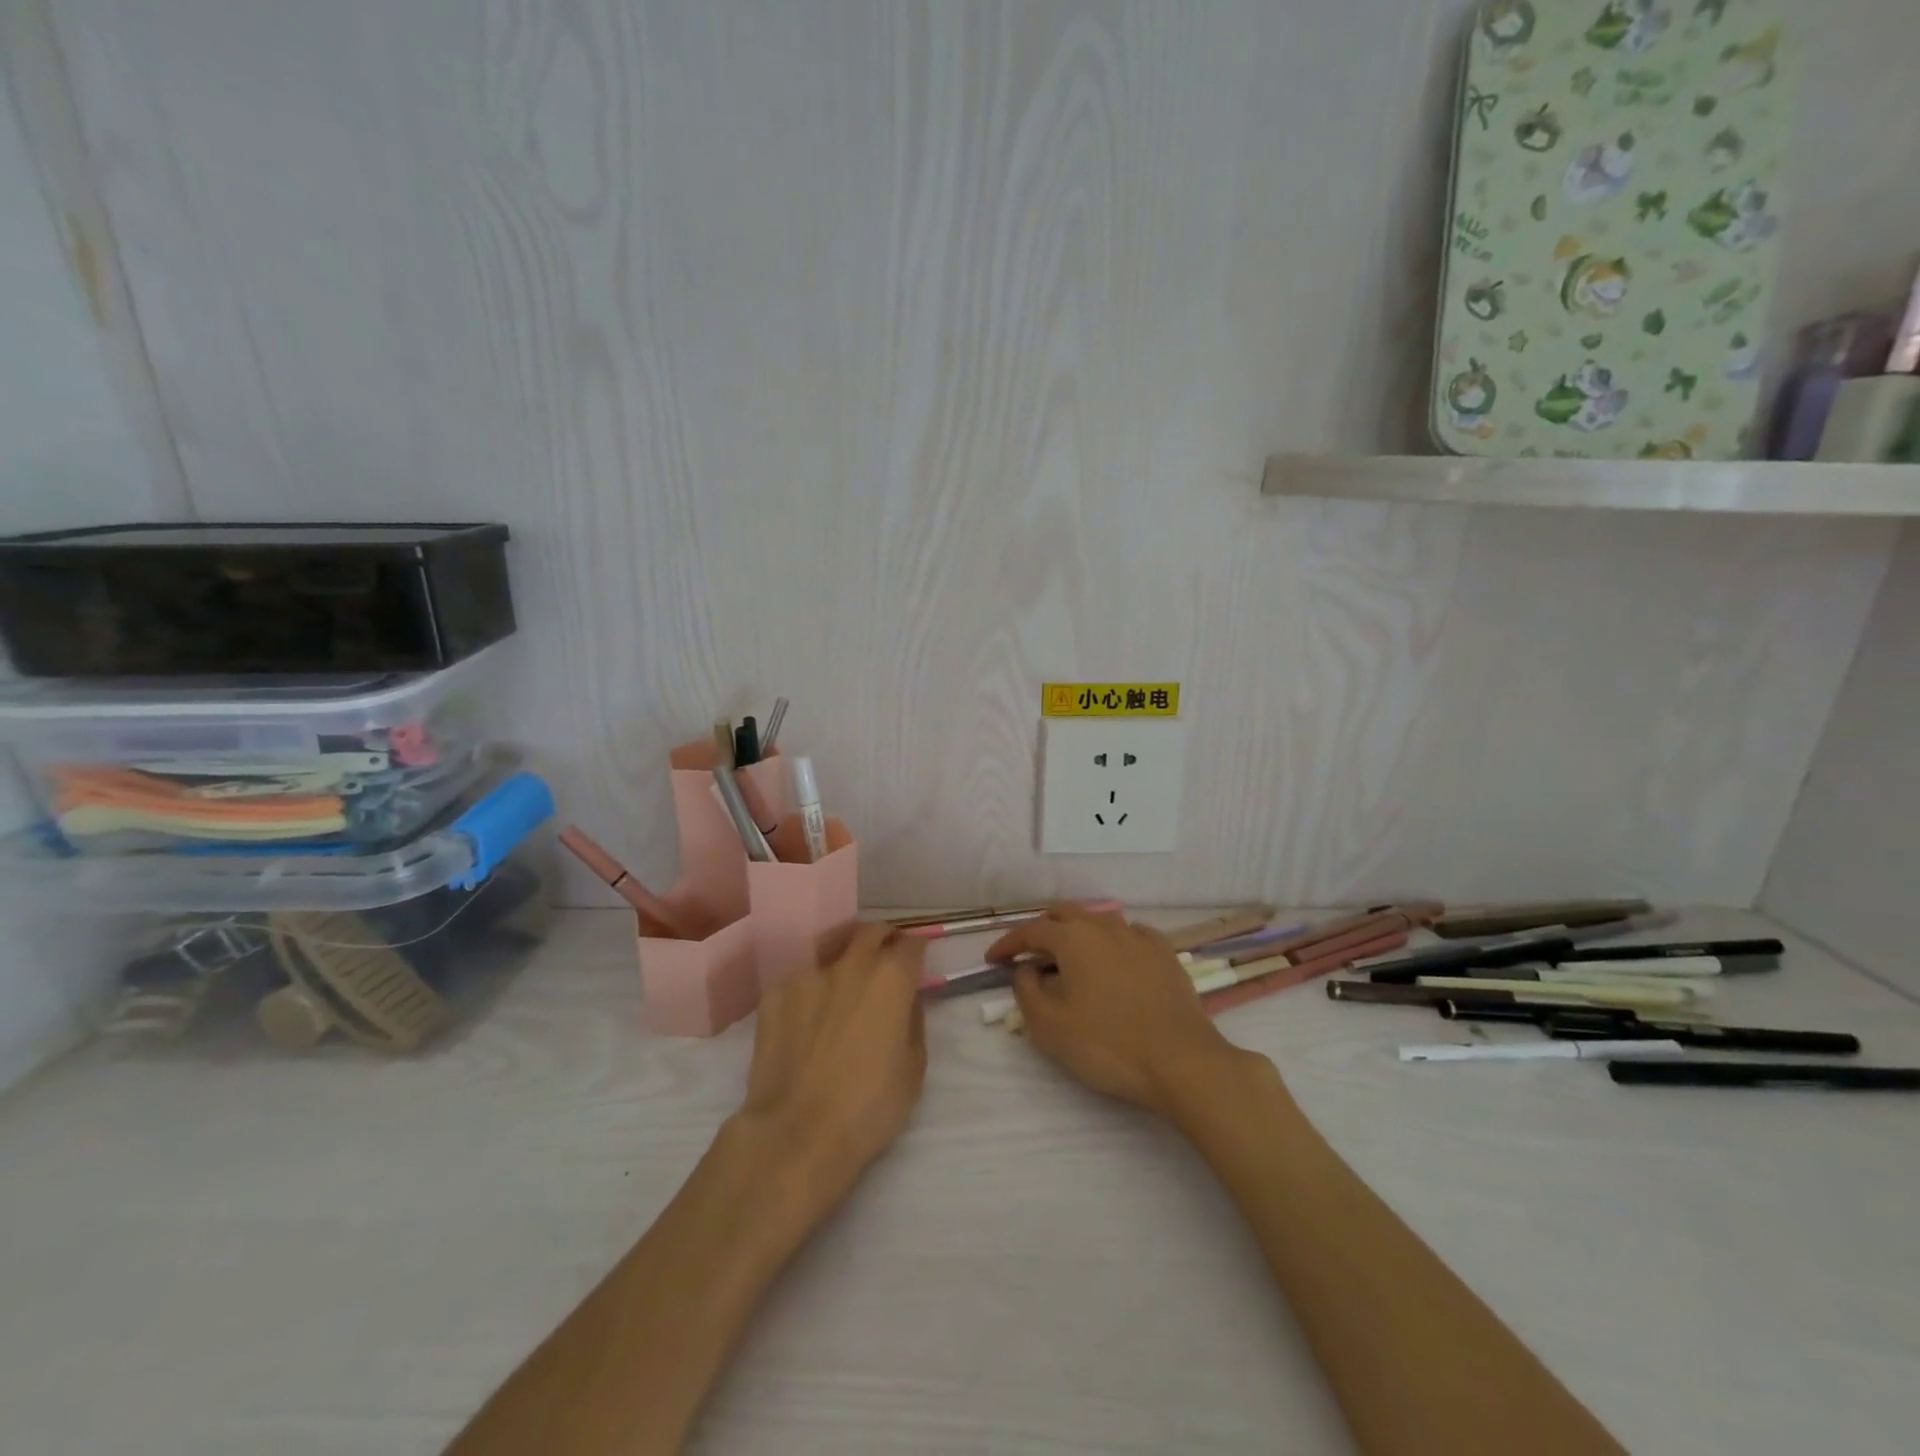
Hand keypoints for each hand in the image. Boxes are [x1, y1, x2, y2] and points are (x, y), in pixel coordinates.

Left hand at [733, 922, 927, 1210]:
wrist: (795, 1133)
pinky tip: (805, 1026)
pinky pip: (801, 984)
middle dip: (883, 940)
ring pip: (832, 958)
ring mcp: (807, 976)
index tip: (916, 964)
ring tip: (839, 1002)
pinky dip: (810, 995)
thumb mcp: (914, 1068)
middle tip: (885, 962)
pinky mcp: (774, 994)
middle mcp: (850, 964)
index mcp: (891, 978)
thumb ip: (913, 1022)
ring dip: (844, 971)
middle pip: (871, 932)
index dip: (917, 951)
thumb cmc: (868, 1107)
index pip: (912, 944)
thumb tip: (904, 1003)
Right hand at [987, 906, 1248, 1116]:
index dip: (1008, 944)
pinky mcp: (1165, 953)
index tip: (993, 959)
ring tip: (1069, 957)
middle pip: (1065, 915)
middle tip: (1029, 954)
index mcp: (1073, 938)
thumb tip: (1027, 970)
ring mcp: (1139, 936)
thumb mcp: (1050, 1027)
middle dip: (1042, 930)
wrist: (1181, 1061)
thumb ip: (1026, 991)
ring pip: (1098, 921)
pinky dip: (1111, 942)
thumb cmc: (1107, 1045)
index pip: (1031, 930)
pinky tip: (1113, 960)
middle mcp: (1104, 926)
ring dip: (1077, 933)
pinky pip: (1129, 935)